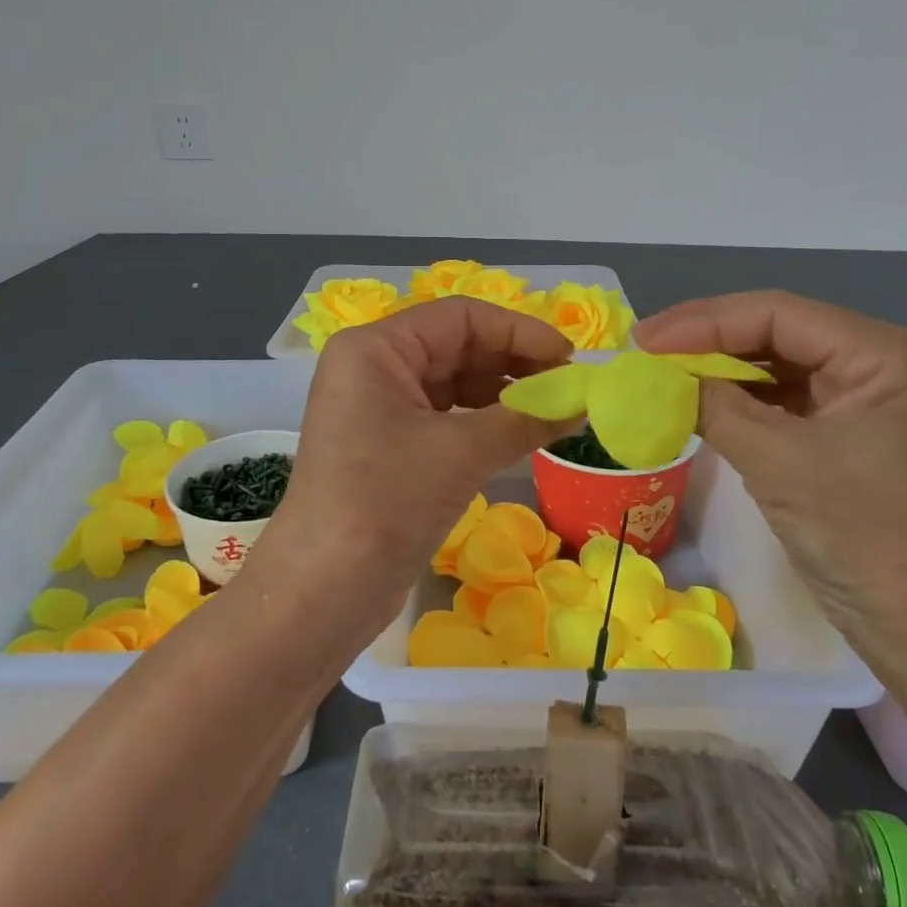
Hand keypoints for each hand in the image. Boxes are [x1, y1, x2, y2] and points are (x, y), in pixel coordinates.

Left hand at [251, 298, 576, 634]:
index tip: (570, 357)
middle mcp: (374, 368)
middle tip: (570, 388)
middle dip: (516, 363)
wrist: (324, 589)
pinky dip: (485, 423)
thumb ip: (526, 419)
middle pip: (458, 346)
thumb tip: (582, 402)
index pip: (460, 317)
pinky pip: (446, 418)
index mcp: (376, 348)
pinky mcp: (389, 446)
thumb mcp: (462, 452)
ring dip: (505, 395)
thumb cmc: (386, 501)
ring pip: (454, 384)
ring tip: (555, 412)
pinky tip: (523, 435)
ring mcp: (379, 408)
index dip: (519, 331)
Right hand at [634, 291, 906, 683]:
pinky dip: (741, 396)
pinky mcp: (853, 425)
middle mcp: (886, 361)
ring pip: (780, 361)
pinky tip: (699, 397)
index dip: (704, 322)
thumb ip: (713, 406)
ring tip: (662, 370)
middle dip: (709, 340)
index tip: (643, 339)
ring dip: (721, 367)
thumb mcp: (778, 463)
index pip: (781, 314)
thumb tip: (654, 375)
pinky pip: (788, 395)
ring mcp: (871, 394)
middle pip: (780, 331)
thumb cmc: (861, 538)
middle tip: (645, 351)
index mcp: (890, 355)